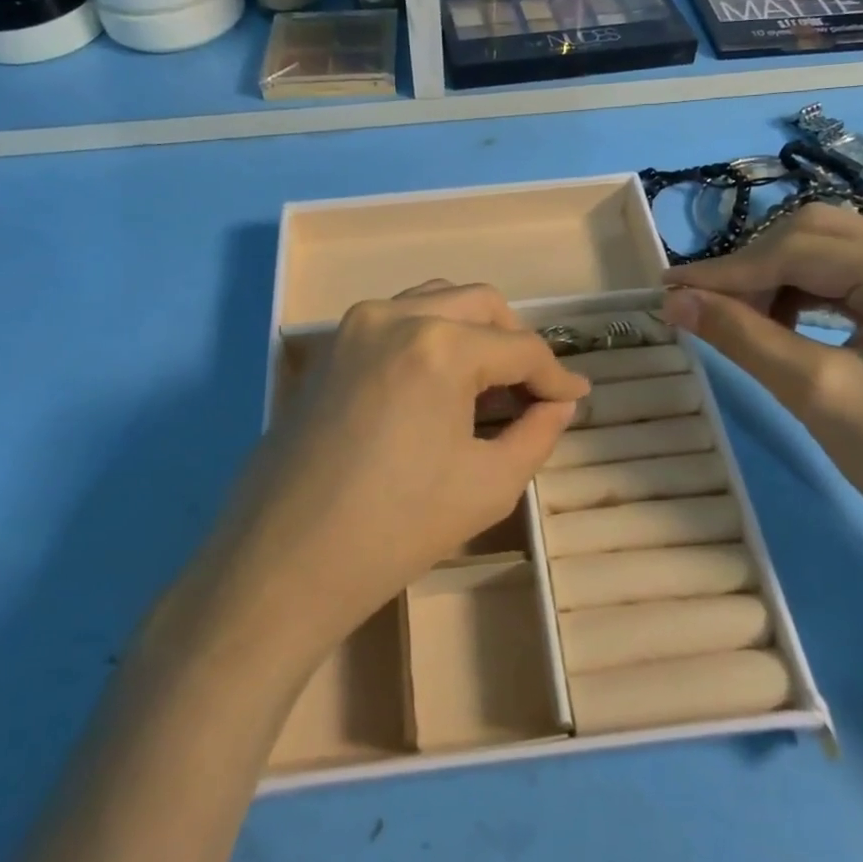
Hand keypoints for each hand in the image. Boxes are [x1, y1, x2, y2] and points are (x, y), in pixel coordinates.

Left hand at [193, 282, 588, 674]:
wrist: (286, 561)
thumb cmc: (397, 528)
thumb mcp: (489, 484)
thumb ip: (538, 433)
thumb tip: (559, 405)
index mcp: (440, 345)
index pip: (520, 348)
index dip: (556, 375)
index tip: (576, 398)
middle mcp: (395, 315)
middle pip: (479, 303)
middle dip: (516, 341)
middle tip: (534, 388)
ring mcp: (353, 326)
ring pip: (435, 300)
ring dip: (473, 330)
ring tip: (490, 381)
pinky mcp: (329, 348)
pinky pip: (395, 320)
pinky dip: (431, 336)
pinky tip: (439, 383)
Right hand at [663, 205, 862, 586]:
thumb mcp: (820, 396)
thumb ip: (743, 337)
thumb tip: (675, 300)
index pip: (800, 248)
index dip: (727, 270)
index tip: (666, 290)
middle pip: (818, 237)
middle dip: (753, 270)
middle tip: (700, 308)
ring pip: (834, 257)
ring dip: (777, 282)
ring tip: (734, 320)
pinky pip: (856, 285)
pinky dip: (808, 298)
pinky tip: (780, 325)